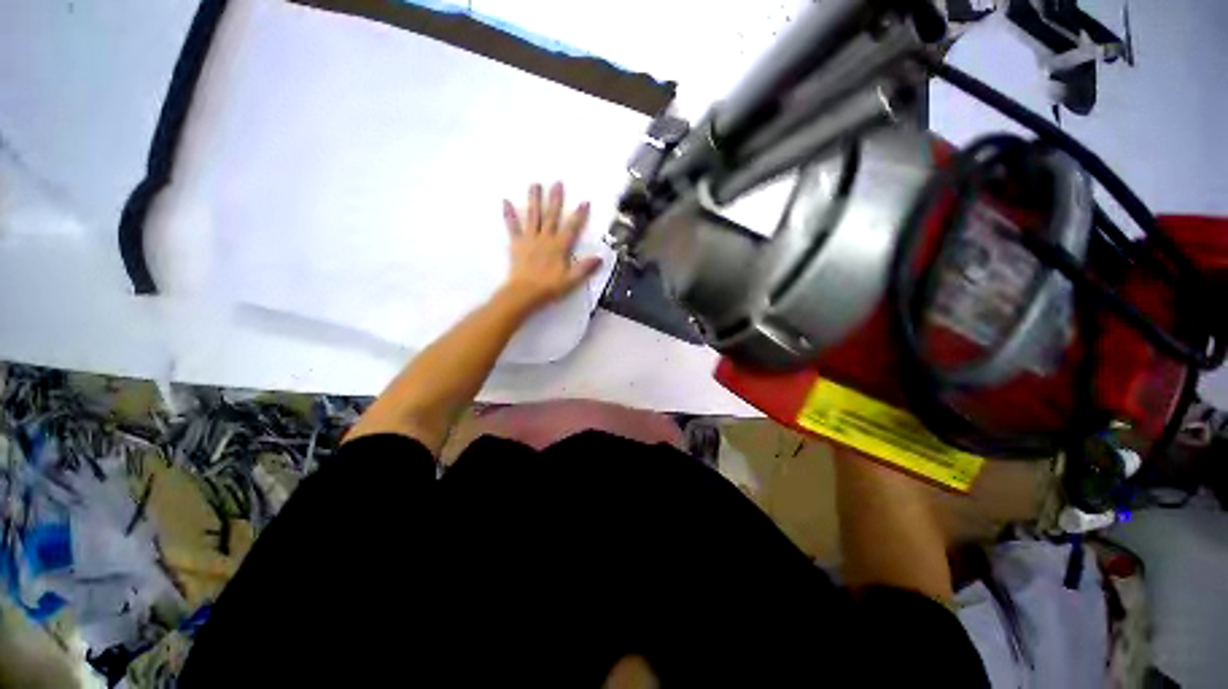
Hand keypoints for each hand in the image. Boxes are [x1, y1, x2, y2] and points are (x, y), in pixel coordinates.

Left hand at [500, 182, 602, 312]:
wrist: (524, 293)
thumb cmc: (549, 287)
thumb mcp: (571, 280)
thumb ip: (585, 268)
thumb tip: (600, 258)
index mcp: (559, 247)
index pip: (572, 228)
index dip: (579, 215)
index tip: (584, 202)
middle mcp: (545, 239)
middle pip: (551, 216)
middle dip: (555, 200)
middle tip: (557, 183)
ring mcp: (529, 239)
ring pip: (533, 216)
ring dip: (534, 200)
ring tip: (535, 184)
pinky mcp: (517, 244)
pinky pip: (513, 227)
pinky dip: (509, 215)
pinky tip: (505, 201)